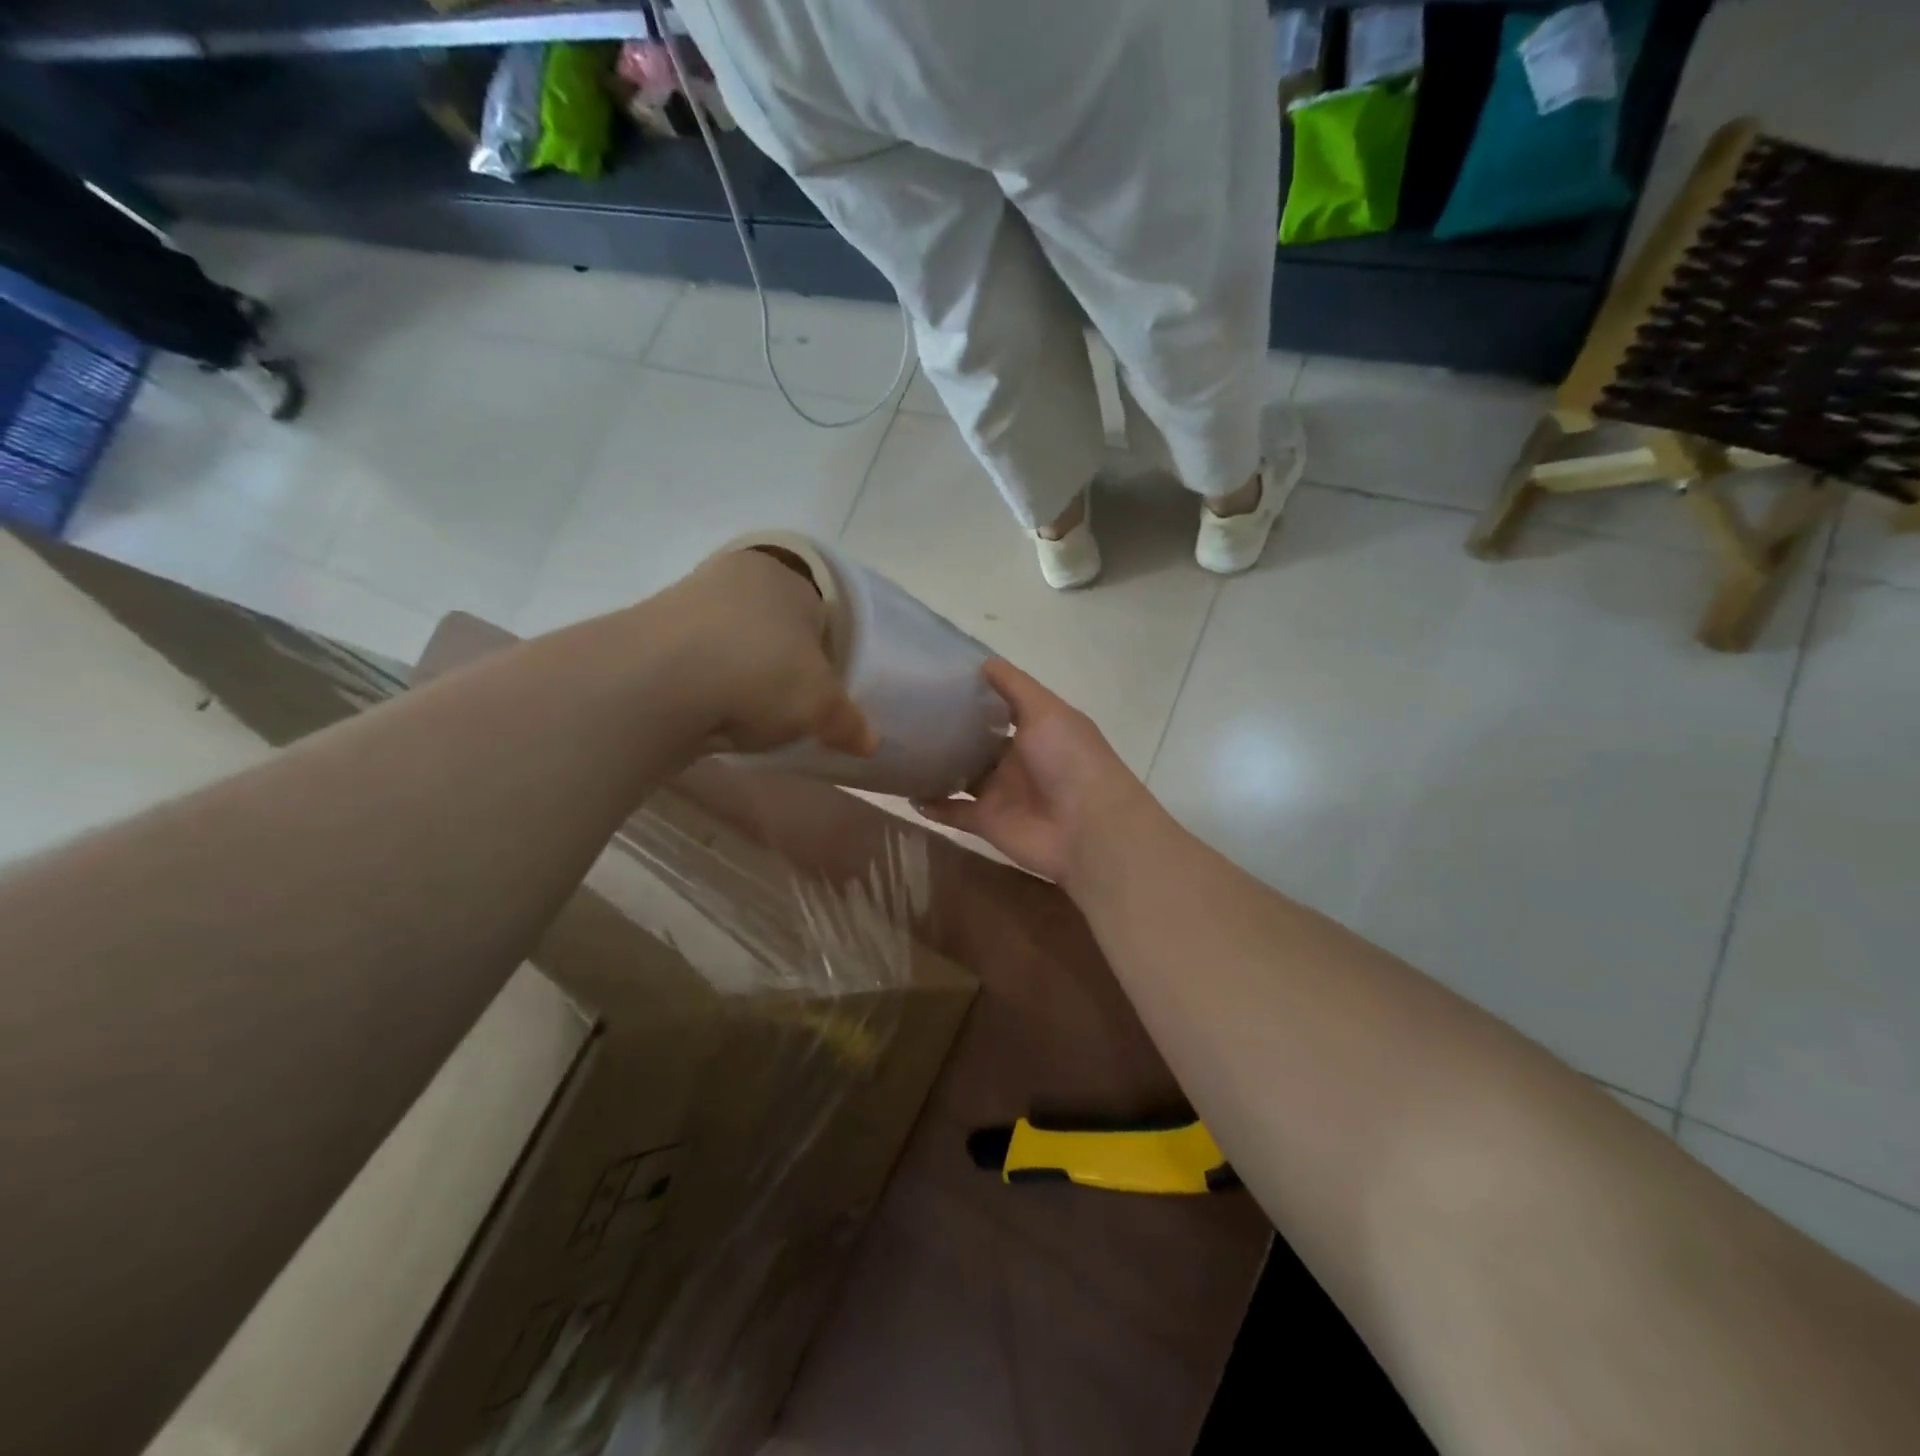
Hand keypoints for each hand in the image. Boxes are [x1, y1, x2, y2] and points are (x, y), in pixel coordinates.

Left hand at [653, 548, 876, 756]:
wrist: (659, 683)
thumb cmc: (762, 673)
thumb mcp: (821, 705)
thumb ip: (849, 721)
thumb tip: (870, 742)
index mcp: (784, 576)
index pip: (818, 611)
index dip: (826, 653)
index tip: (824, 689)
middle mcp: (735, 575)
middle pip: (773, 625)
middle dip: (782, 663)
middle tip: (791, 704)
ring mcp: (687, 599)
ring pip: (731, 641)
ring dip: (741, 673)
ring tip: (750, 715)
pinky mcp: (650, 632)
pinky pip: (697, 660)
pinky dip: (708, 684)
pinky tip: (714, 713)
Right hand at [917, 658, 1151, 885]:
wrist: (1087, 829)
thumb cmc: (1070, 760)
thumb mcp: (1046, 711)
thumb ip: (1015, 687)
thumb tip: (984, 662)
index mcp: (1036, 730)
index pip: (1000, 709)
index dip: (975, 696)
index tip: (938, 681)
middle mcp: (1018, 759)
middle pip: (977, 743)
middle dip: (950, 731)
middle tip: (907, 714)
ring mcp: (1002, 793)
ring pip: (962, 777)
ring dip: (937, 767)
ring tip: (900, 751)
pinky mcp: (987, 822)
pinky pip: (954, 812)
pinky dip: (933, 806)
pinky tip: (907, 792)